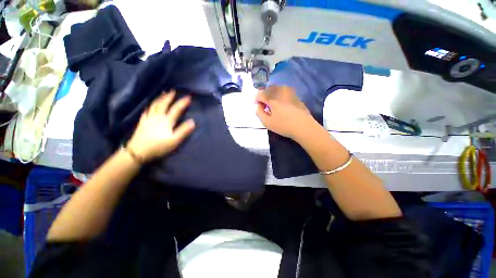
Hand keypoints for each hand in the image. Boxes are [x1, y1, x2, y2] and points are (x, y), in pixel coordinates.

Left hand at [127, 90, 194, 162]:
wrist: (138, 151)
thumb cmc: (159, 146)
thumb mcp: (174, 140)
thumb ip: (183, 131)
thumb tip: (193, 122)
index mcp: (166, 121)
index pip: (176, 109)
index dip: (182, 103)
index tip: (188, 97)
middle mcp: (157, 116)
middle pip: (163, 104)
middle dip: (169, 97)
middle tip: (173, 91)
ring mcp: (148, 118)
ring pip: (154, 105)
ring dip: (160, 98)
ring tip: (163, 93)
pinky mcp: (142, 122)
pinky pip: (147, 110)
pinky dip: (150, 105)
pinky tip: (150, 104)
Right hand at [255, 86, 315, 139]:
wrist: (303, 127)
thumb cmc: (283, 126)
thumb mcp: (267, 122)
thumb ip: (259, 113)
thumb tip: (257, 106)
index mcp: (272, 99)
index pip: (260, 94)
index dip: (256, 99)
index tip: (257, 105)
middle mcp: (280, 93)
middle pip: (269, 88)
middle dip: (264, 94)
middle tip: (264, 103)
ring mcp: (290, 94)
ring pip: (278, 88)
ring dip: (272, 93)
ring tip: (272, 102)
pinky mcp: (296, 97)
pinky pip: (285, 91)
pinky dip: (280, 94)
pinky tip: (282, 103)